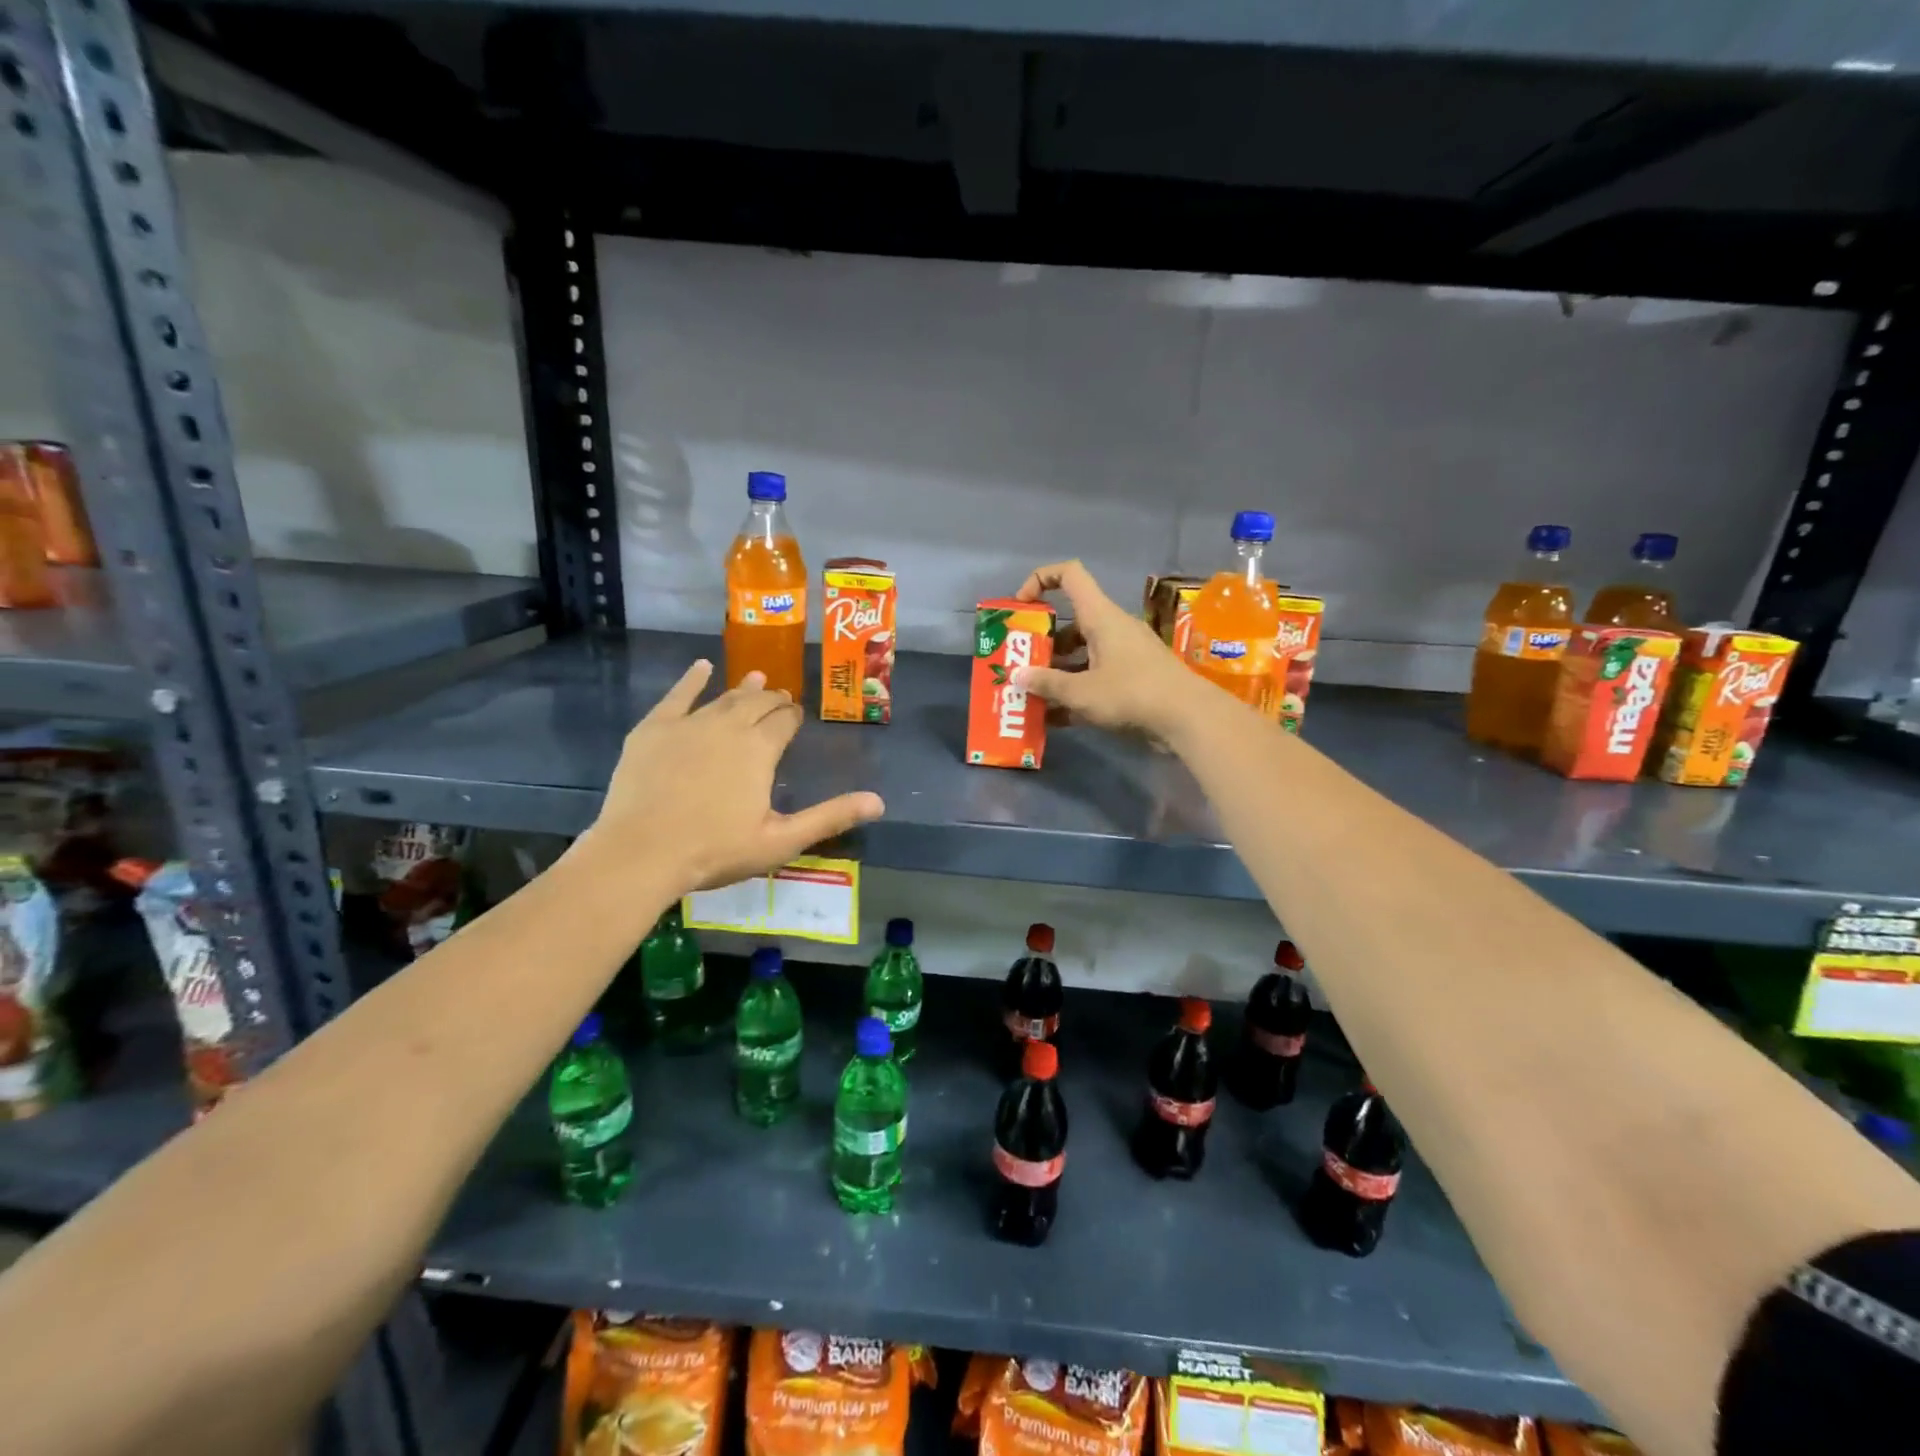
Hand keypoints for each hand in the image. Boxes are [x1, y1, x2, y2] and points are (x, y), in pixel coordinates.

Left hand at [584, 661, 884, 892]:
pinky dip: (691, 679)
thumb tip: (879, 802)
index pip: (784, 721)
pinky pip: (677, 695)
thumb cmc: (715, 850)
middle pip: (756, 704)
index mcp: (760, 749)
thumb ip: (830, 817)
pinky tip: (701, 667)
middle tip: (781, 698)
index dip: (793, 717)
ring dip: (742, 688)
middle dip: (772, 700)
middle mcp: (729, 725)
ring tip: (755, 678)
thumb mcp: (781, 840)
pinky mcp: (654, 729)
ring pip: (723, 698)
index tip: (796, 715)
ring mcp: (689, 723)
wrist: (641, 853)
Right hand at [1011, 560, 1201, 735]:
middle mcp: (1112, 628)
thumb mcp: (1082, 692)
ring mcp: (1124, 653)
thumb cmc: (1132, 694)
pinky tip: (1054, 718)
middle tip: (1020, 664)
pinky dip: (1075, 691)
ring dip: (1056, 671)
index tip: (1022, 606)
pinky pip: (1095, 677)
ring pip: (1082, 653)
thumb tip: (1017, 676)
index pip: (1069, 575)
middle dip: (1042, 642)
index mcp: (1100, 616)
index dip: (1040, 579)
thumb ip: (1048, 684)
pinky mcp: (1133, 678)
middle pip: (1070, 622)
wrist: (1188, 718)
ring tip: (1032, 694)